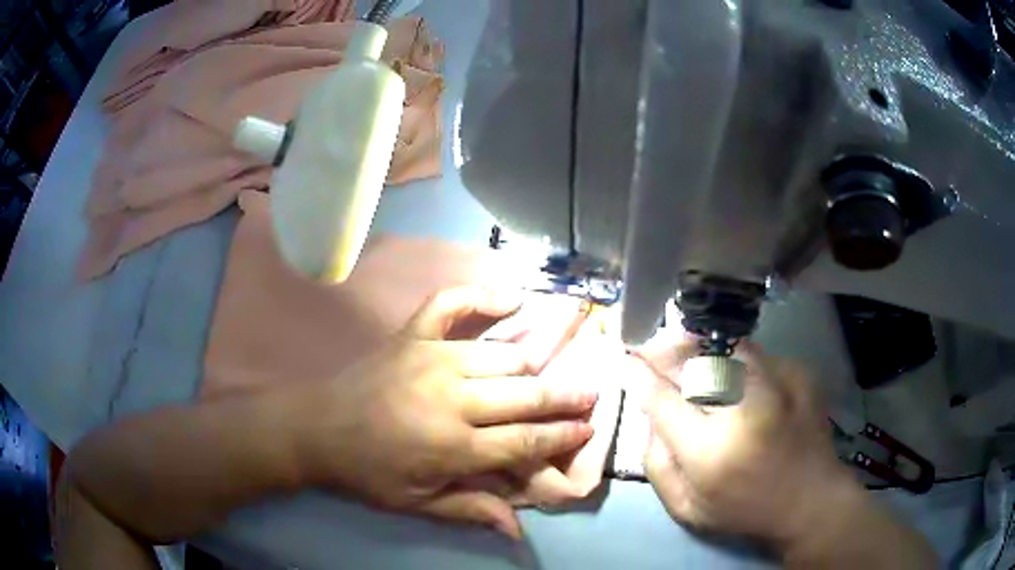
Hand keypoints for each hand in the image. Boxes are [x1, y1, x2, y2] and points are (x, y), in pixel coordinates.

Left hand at [291, 286, 598, 537]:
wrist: (315, 429)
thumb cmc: (368, 472)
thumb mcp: (417, 504)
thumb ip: (471, 510)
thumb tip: (520, 531)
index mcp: (453, 446)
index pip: (526, 440)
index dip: (562, 436)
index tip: (589, 427)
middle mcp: (451, 398)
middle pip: (526, 395)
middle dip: (565, 397)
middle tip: (590, 395)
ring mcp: (432, 358)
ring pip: (503, 356)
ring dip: (532, 365)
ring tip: (550, 370)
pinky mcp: (412, 335)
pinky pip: (452, 305)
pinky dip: (483, 297)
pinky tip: (511, 299)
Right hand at [637, 340, 858, 549]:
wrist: (810, 500)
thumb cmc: (744, 510)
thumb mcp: (685, 507)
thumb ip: (655, 462)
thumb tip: (650, 413)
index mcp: (711, 451)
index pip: (663, 400)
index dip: (640, 375)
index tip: (626, 359)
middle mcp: (746, 409)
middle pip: (695, 360)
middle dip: (667, 351)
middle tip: (654, 350)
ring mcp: (778, 383)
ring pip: (725, 347)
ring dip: (700, 350)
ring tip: (691, 358)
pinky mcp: (798, 372)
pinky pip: (754, 354)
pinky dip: (735, 360)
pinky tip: (735, 377)